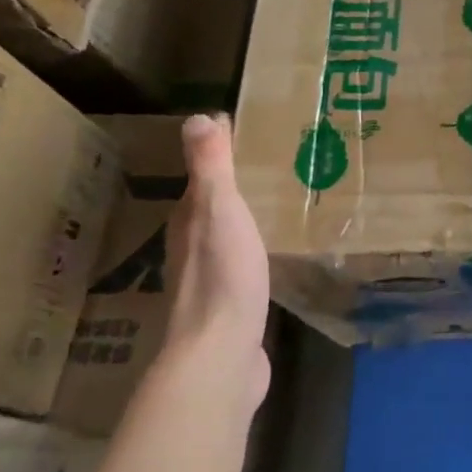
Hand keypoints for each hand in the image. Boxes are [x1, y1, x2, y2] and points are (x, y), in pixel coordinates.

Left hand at [159, 114, 271, 417]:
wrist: (222, 355)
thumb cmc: (223, 277)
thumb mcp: (219, 212)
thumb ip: (211, 168)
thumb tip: (197, 116)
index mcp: (188, 221)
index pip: (202, 179)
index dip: (221, 157)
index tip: (253, 135)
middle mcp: (192, 248)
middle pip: (213, 209)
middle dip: (237, 188)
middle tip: (278, 166)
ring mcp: (211, 281)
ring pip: (228, 238)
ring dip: (247, 221)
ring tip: (283, 204)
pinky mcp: (231, 307)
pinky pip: (244, 267)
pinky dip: (257, 252)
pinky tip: (277, 253)